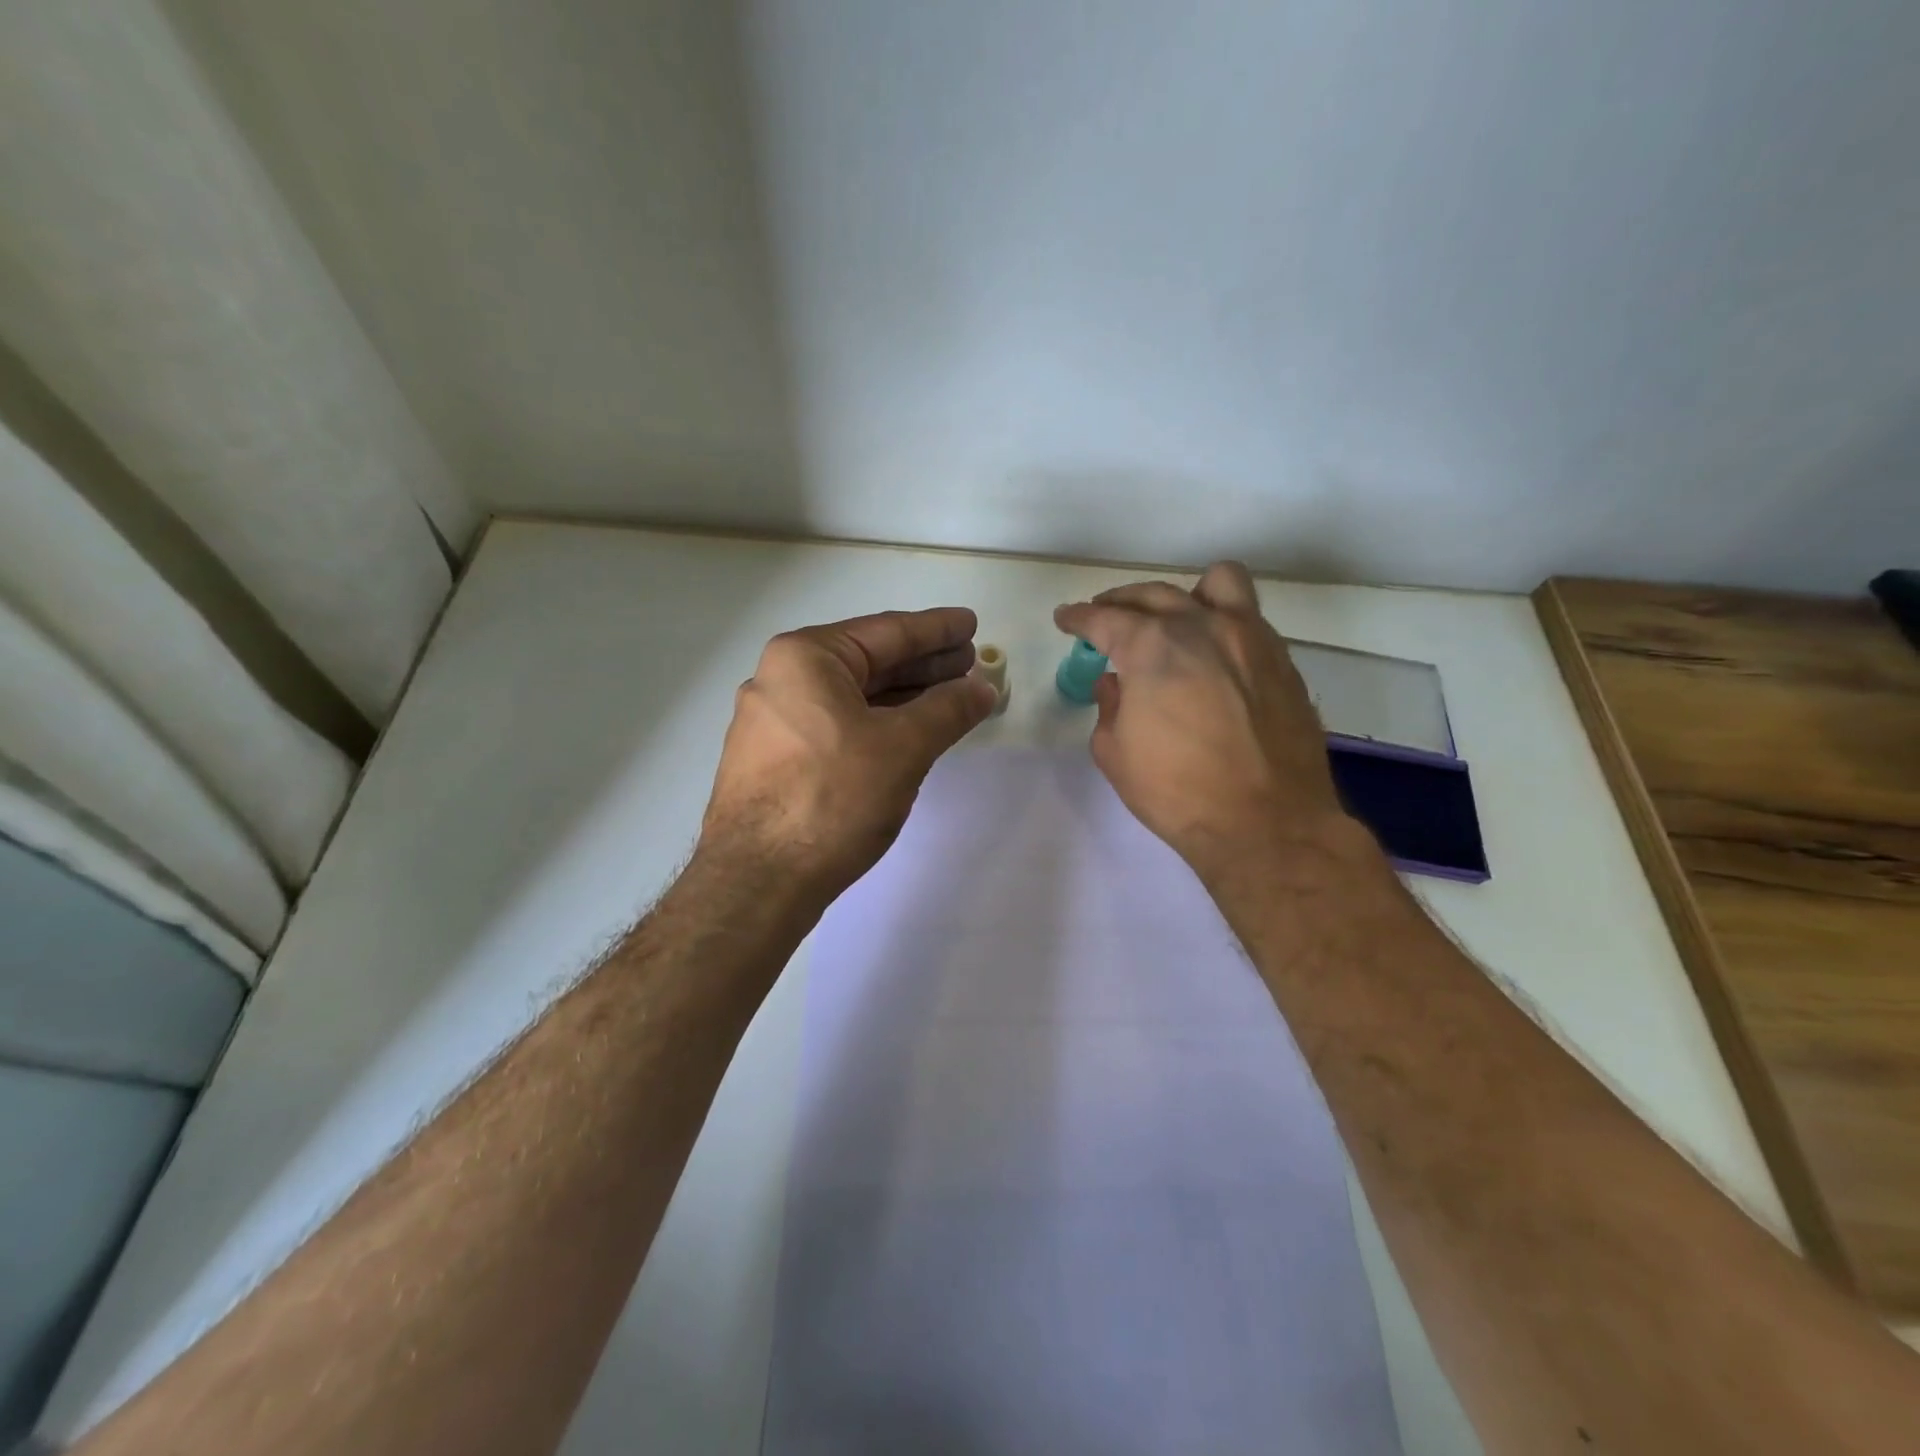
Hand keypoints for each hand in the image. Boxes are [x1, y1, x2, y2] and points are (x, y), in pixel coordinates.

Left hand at [701, 607, 996, 902]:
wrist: (758, 881)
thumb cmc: (832, 798)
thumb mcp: (902, 747)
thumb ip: (947, 710)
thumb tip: (982, 688)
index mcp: (806, 658)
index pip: (887, 632)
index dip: (936, 630)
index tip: (970, 623)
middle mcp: (781, 680)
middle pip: (868, 662)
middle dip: (922, 663)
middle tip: (969, 662)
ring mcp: (773, 723)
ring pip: (852, 697)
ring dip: (902, 696)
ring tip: (949, 696)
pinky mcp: (775, 761)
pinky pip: (837, 726)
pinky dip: (876, 724)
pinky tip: (907, 732)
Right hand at [1054, 561, 1358, 883]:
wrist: (1267, 823)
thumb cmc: (1178, 793)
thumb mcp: (1115, 754)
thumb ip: (1109, 707)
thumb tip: (1115, 684)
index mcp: (1152, 648)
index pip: (1105, 618)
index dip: (1079, 617)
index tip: (1066, 619)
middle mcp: (1202, 627)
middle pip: (1154, 594)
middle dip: (1120, 602)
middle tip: (1105, 617)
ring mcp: (1249, 638)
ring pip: (1217, 583)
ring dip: (1184, 594)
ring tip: (1173, 617)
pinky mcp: (1281, 659)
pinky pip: (1250, 616)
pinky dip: (1222, 621)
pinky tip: (1212, 652)